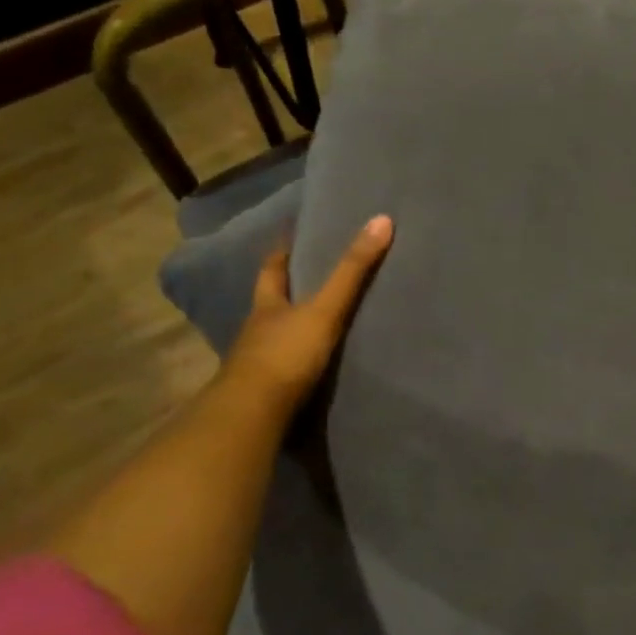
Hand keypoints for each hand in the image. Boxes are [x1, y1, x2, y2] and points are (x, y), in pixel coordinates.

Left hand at [220, 215, 393, 416]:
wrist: (253, 414)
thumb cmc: (286, 354)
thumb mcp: (325, 309)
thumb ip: (352, 271)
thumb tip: (381, 220)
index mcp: (267, 304)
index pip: (272, 268)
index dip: (283, 251)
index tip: (292, 234)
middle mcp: (258, 329)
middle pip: (271, 301)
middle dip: (286, 288)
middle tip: (309, 274)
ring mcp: (258, 362)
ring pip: (275, 335)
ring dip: (291, 327)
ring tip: (317, 319)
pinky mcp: (266, 391)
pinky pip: (284, 367)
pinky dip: (296, 361)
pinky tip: (312, 363)